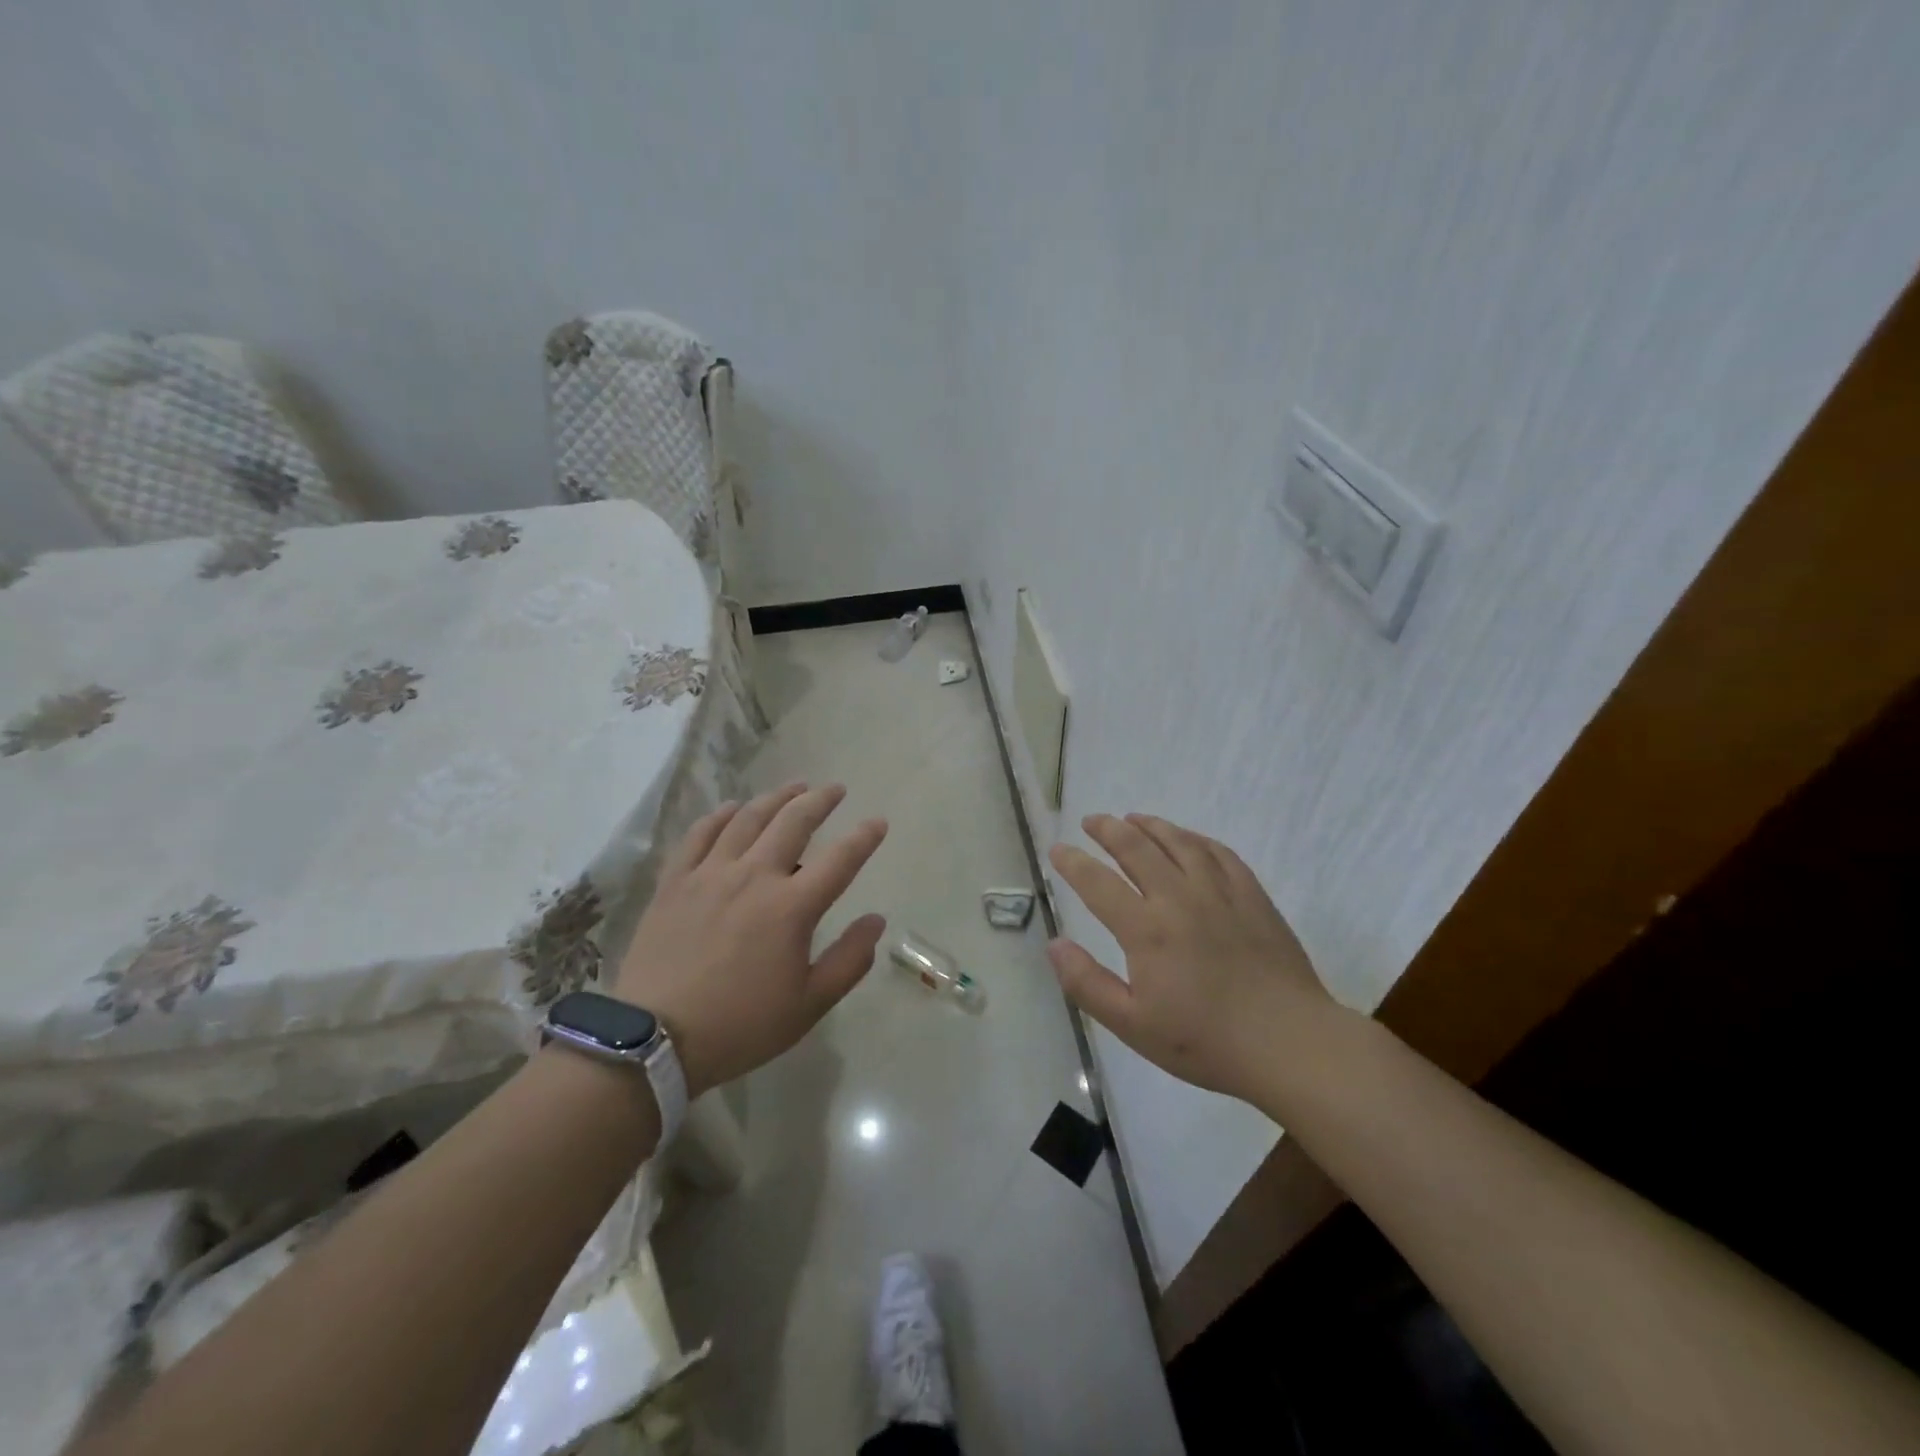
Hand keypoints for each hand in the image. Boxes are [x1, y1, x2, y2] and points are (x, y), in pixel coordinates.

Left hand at [615, 782, 887, 1097]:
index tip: (879, 822)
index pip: (840, 859)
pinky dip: (720, 815)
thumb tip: (876, 920)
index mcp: (792, 907)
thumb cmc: (741, 1025)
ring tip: (793, 787)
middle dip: (820, 800)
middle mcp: (754, 876)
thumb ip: (849, 960)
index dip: (864, 837)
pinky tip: (732, 808)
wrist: (654, 1040)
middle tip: (835, 789)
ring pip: (748, 819)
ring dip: (776, 798)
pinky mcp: (675, 881)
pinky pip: (700, 834)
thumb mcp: (809, 1005)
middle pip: (793, 822)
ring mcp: (710, 874)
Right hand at [1047, 813, 1337, 1104]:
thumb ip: (1087, 984)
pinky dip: (1196, 839)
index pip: (1098, 883)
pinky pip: (1219, 853)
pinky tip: (1188, 839)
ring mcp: (1220, 892)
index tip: (1058, 849)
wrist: (1289, 1043)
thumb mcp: (1133, 1026)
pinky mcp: (1252, 896)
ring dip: (1150, 825)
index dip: (1073, 862)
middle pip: (1137, 848)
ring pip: (1179, 842)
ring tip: (1132, 818)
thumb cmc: (1206, 1041)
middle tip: (1091, 820)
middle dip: (1108, 830)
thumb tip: (1054, 944)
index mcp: (1146, 929)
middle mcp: (1179, 898)